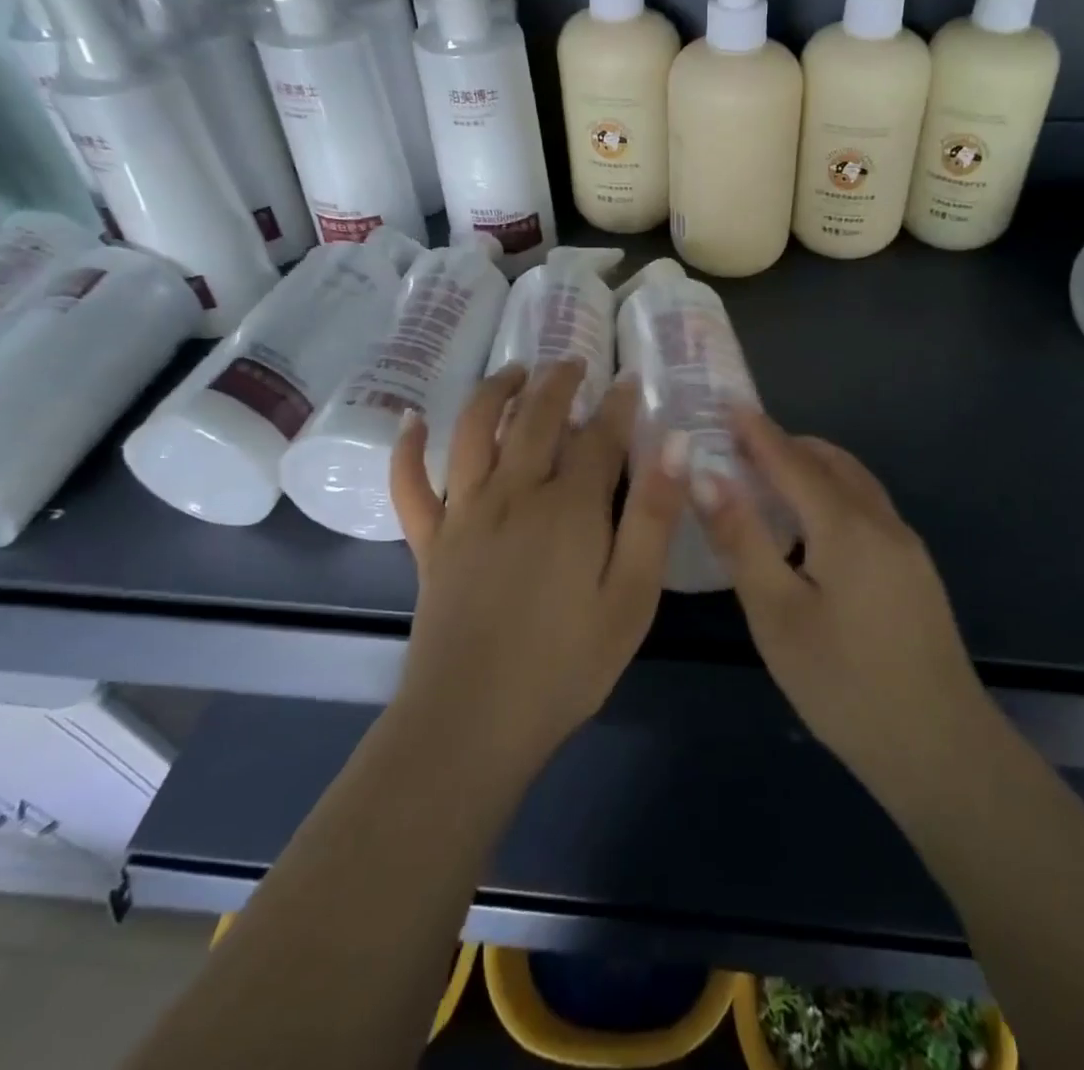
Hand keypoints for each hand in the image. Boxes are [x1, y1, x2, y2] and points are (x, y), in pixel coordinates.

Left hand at [389, 361, 686, 776]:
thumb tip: (676, 445)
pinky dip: (407, 450)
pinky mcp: (430, 542)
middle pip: (535, 418)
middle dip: (558, 383)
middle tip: (574, 363)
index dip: (618, 405)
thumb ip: (655, 518)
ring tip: (514, 372)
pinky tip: (410, 421)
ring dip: (493, 392)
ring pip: (472, 431)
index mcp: (569, 507)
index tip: (631, 380)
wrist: (473, 721)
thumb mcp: (632, 597)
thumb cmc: (567, 663)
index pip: (599, 436)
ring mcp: (465, 514)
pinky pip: (410, 487)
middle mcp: (514, 493)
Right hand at [696, 410, 988, 789]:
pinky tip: (812, 529)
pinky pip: (867, 510)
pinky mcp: (915, 572)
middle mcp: (883, 523)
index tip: (726, 403)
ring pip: (855, 485)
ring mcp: (906, 547)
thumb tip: (706, 476)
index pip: (792, 461)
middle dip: (786, 445)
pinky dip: (833, 496)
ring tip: (770, 480)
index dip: (757, 431)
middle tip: (741, 446)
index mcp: (847, 526)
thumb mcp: (777, 615)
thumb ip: (741, 540)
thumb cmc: (844, 683)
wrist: (940, 748)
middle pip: (831, 463)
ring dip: (813, 469)